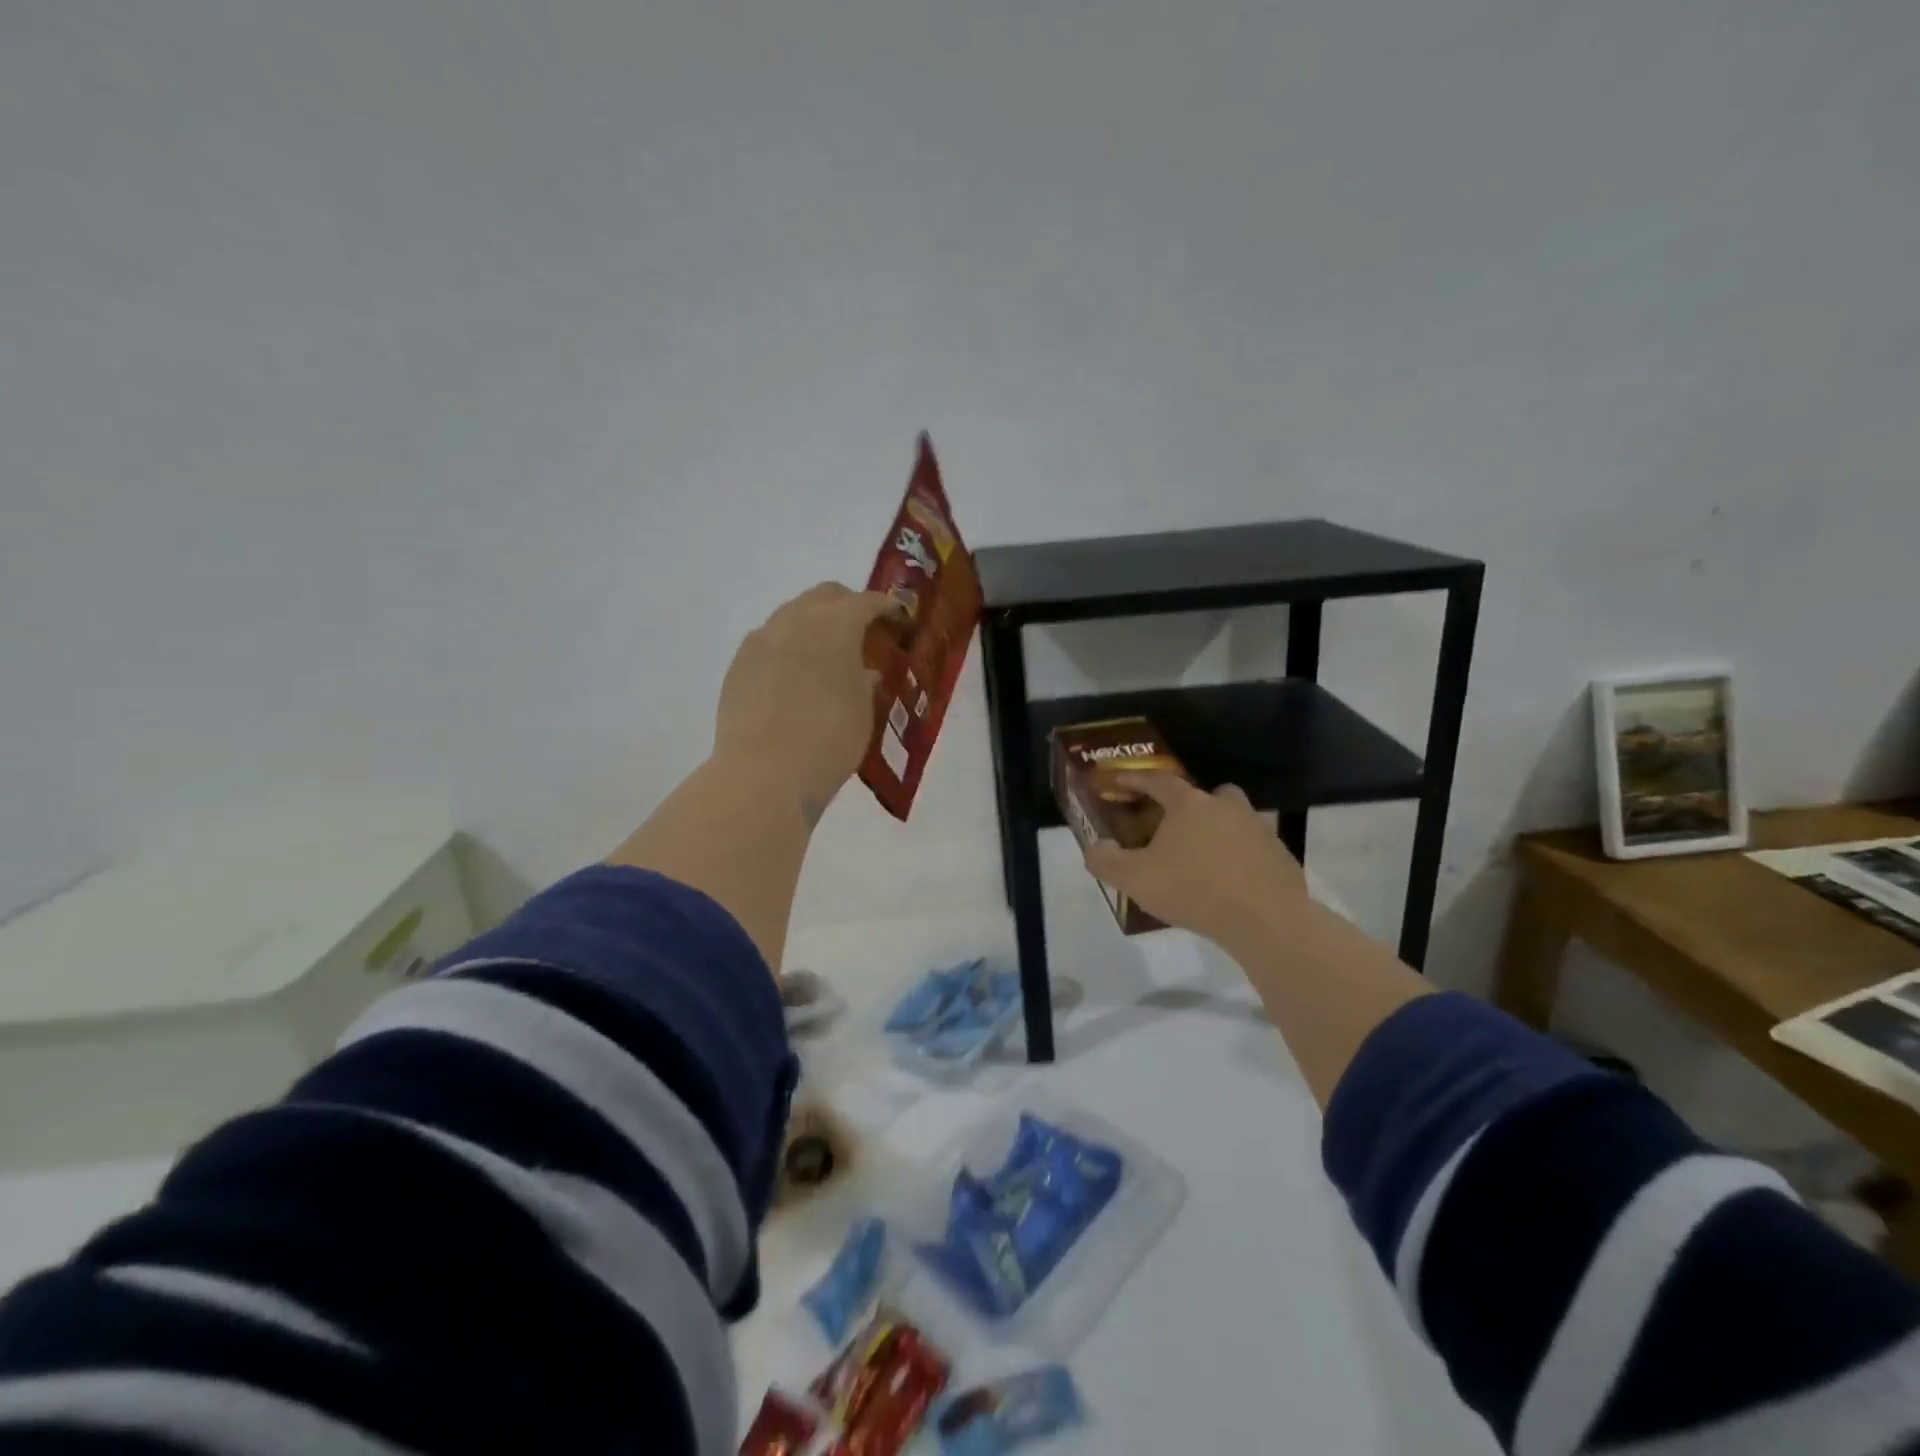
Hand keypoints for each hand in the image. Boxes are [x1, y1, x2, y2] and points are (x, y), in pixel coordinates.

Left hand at [714, 583, 898, 819]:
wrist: (764, 775)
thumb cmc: (829, 740)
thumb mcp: (864, 710)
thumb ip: (865, 681)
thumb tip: (862, 671)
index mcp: (835, 624)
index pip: (867, 601)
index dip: (887, 608)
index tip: (898, 621)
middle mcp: (794, 620)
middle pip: (825, 596)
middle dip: (848, 607)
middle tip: (863, 633)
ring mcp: (760, 641)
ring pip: (792, 616)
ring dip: (814, 627)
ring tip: (827, 658)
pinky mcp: (738, 665)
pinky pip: (769, 643)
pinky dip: (788, 649)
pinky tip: (795, 679)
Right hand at [1083, 774, 1312, 952]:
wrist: (1265, 920)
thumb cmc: (1193, 890)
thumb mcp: (1135, 880)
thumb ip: (1106, 862)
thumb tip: (1093, 849)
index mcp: (1189, 805)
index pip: (1158, 781)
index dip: (1137, 780)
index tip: (1121, 780)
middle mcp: (1226, 807)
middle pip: (1207, 794)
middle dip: (1191, 804)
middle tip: (1176, 826)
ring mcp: (1258, 829)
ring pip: (1235, 819)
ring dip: (1219, 830)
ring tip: (1204, 857)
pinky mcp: (1280, 855)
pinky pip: (1254, 847)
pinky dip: (1241, 857)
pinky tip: (1231, 881)